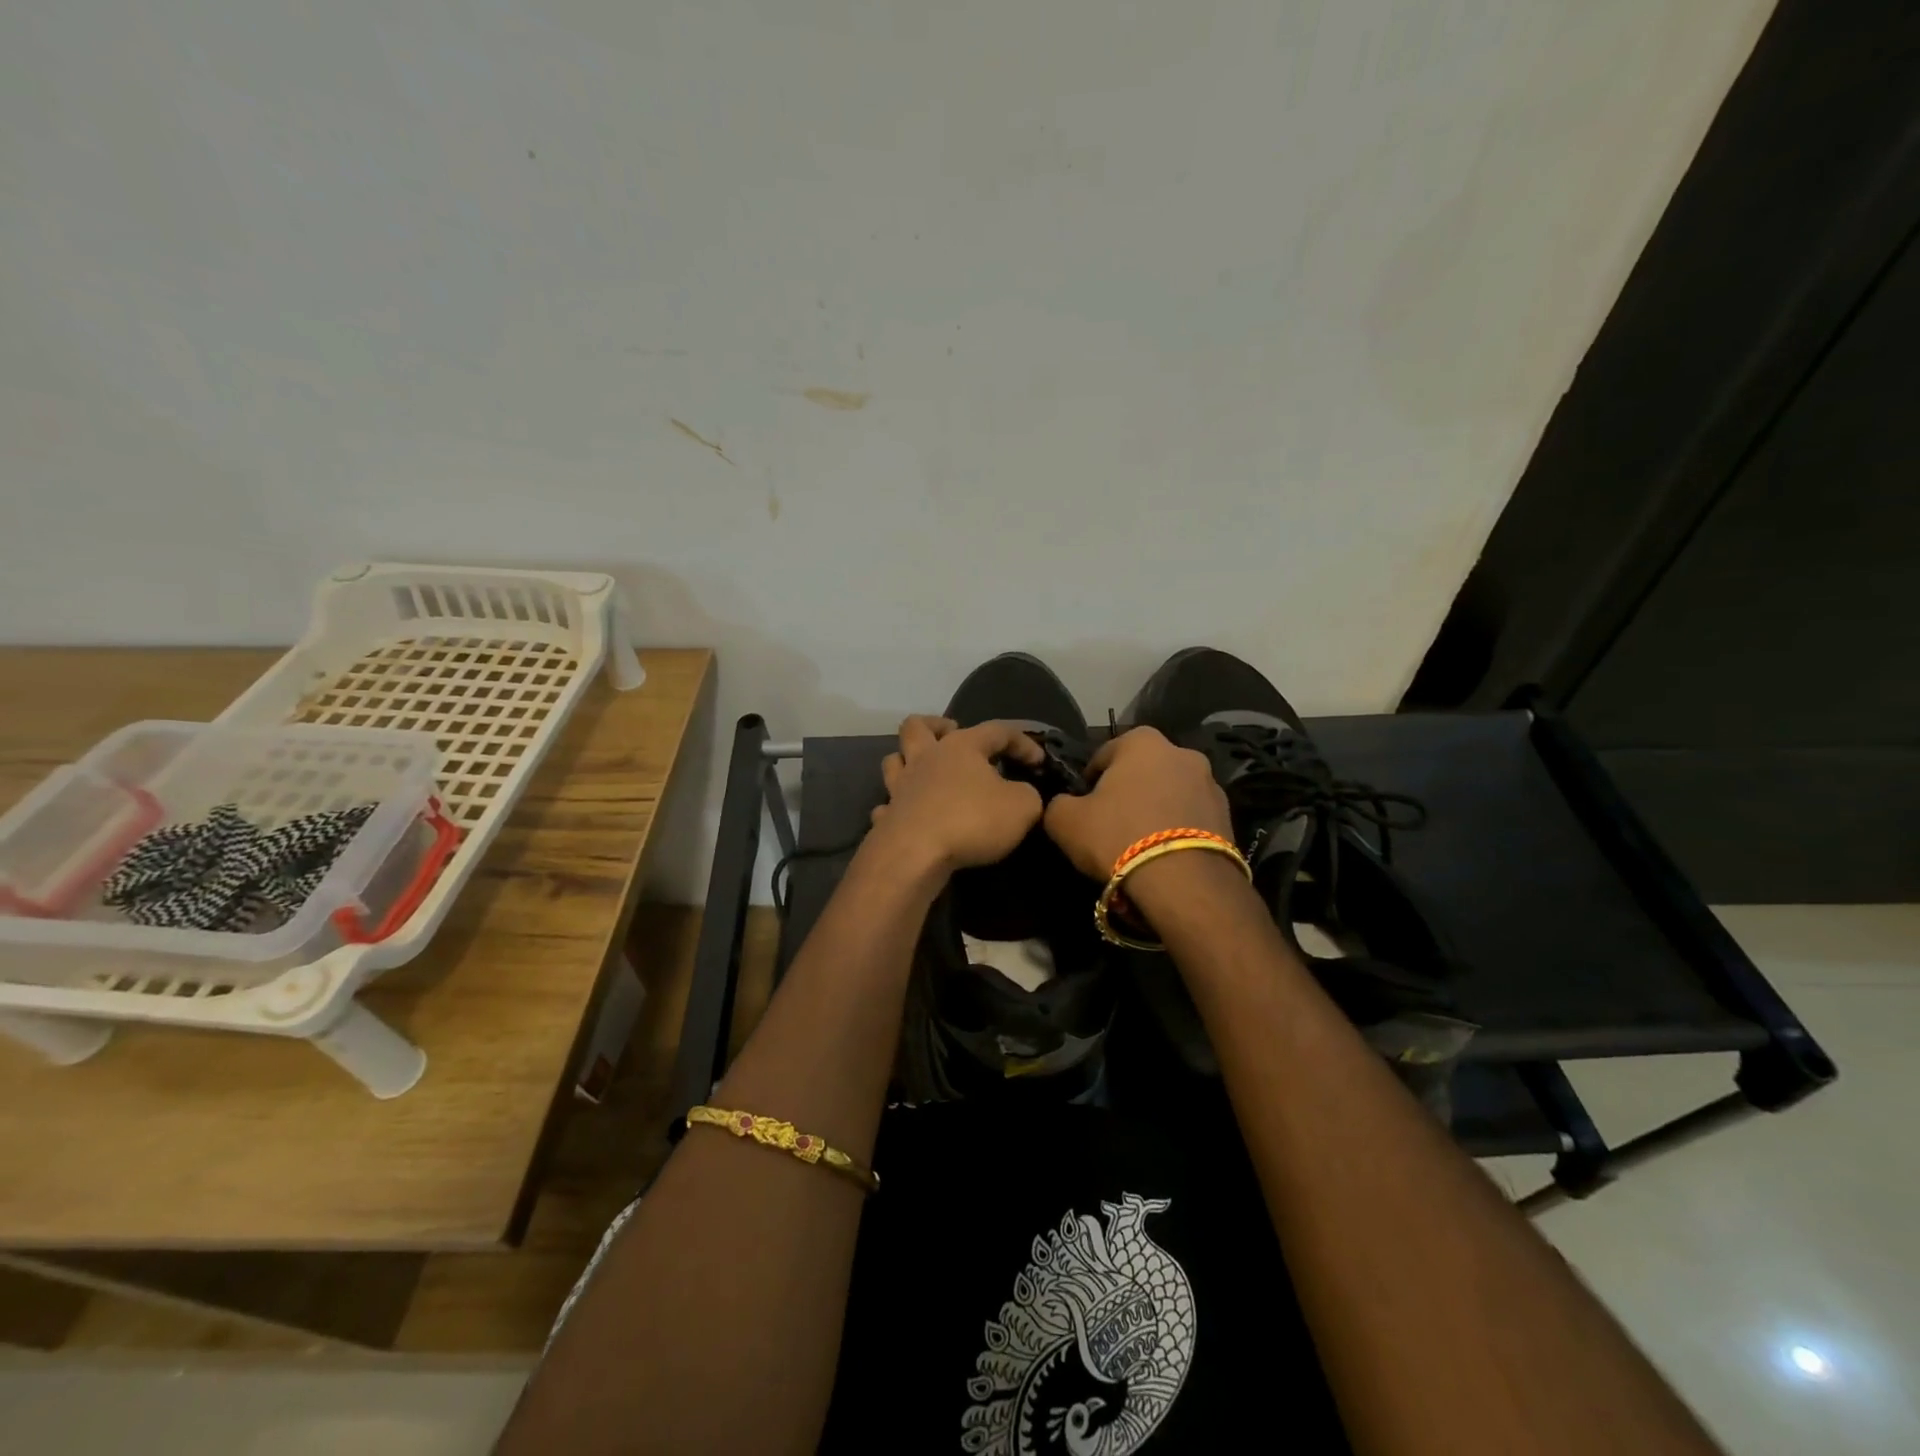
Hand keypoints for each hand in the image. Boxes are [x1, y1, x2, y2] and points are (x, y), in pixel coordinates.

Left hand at [869, 716, 1046, 873]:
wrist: (915, 854)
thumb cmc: (971, 820)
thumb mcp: (1022, 807)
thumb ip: (1027, 795)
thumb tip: (1021, 793)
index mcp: (960, 747)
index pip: (996, 731)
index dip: (1021, 742)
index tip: (1038, 761)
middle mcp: (925, 758)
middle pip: (917, 726)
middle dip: (935, 725)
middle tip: (951, 733)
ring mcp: (900, 787)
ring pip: (894, 760)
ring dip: (907, 761)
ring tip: (925, 771)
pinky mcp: (887, 817)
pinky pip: (887, 805)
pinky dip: (896, 806)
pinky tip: (907, 814)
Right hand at [1043, 727, 1232, 879]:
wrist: (1184, 882)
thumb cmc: (1117, 837)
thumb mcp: (1064, 821)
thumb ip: (1058, 804)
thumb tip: (1064, 804)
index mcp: (1142, 742)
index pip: (1104, 755)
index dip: (1089, 781)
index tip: (1083, 807)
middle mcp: (1182, 752)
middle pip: (1142, 771)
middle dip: (1128, 791)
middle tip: (1111, 824)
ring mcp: (1210, 783)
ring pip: (1170, 792)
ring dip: (1156, 808)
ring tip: (1140, 843)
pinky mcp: (1228, 816)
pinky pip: (1191, 817)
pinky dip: (1178, 828)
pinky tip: (1164, 854)